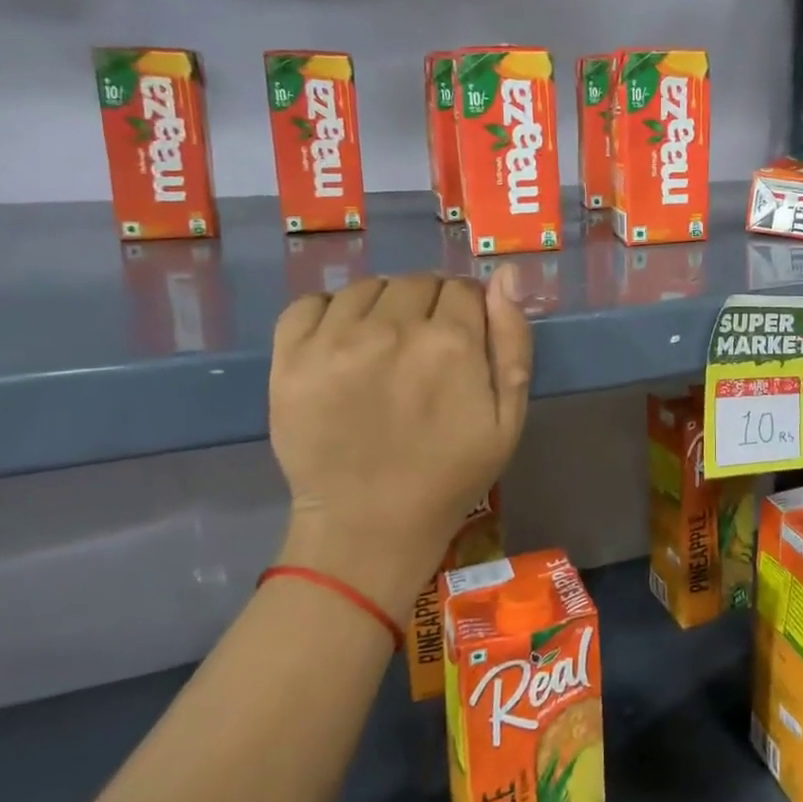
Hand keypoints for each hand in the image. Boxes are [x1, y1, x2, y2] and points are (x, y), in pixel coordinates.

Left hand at [267, 270, 531, 621]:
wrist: (369, 527)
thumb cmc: (450, 475)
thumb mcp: (508, 417)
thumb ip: (512, 341)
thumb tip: (506, 274)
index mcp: (451, 343)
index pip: (464, 288)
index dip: (468, 311)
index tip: (462, 341)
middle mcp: (392, 329)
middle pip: (417, 282)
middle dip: (429, 307)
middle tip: (422, 351)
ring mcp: (335, 341)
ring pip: (368, 288)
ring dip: (382, 307)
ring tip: (382, 349)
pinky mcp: (290, 359)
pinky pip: (310, 303)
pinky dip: (329, 312)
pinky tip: (341, 343)